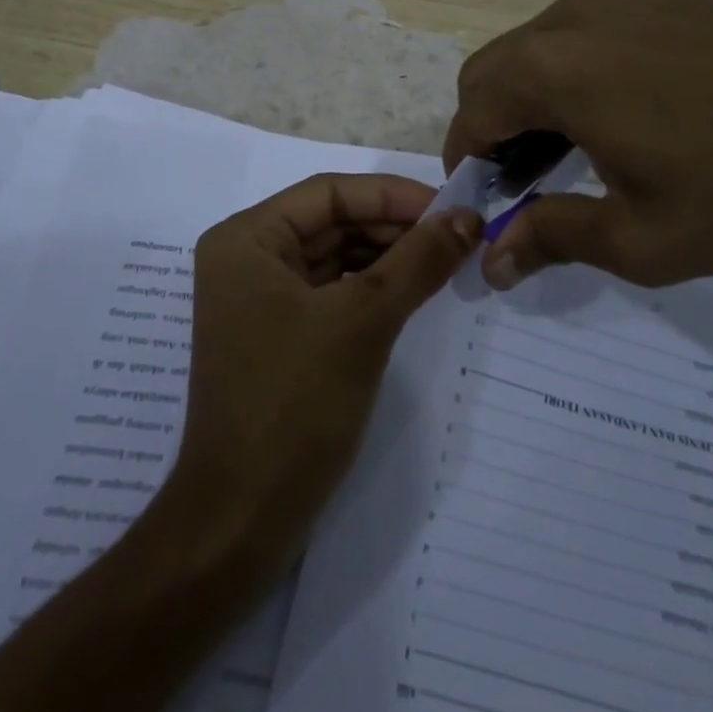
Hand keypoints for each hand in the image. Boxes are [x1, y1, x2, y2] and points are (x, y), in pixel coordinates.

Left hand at [168, 174, 481, 574]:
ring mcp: (260, 299)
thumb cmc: (295, 404)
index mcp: (246, 239)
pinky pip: (332, 292)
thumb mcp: (364, 321)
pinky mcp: (279, 334)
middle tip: (459, 237)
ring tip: (446, 262)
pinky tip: (414, 292)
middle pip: (332, 222)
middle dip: (395, 227)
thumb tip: (469, 217)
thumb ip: (418, 261)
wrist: (243, 518)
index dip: (393, 195)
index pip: (330, 193)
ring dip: (389, 257)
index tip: (453, 209)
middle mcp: (246, 259)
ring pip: (335, 257)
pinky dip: (373, 289)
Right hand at [444, 0, 712, 289]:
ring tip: (579, 138)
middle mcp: (572, 20)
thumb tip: (490, 262)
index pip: (472, 112)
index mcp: (553, 73)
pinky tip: (635, 100)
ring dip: (534, 90)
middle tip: (526, 174)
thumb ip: (552, 240)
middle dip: (491, 122)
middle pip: (493, 68)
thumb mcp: (640, 239)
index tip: (483, 197)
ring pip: (540, 42)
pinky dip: (583, 63)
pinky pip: (593, 25)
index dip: (466, 160)